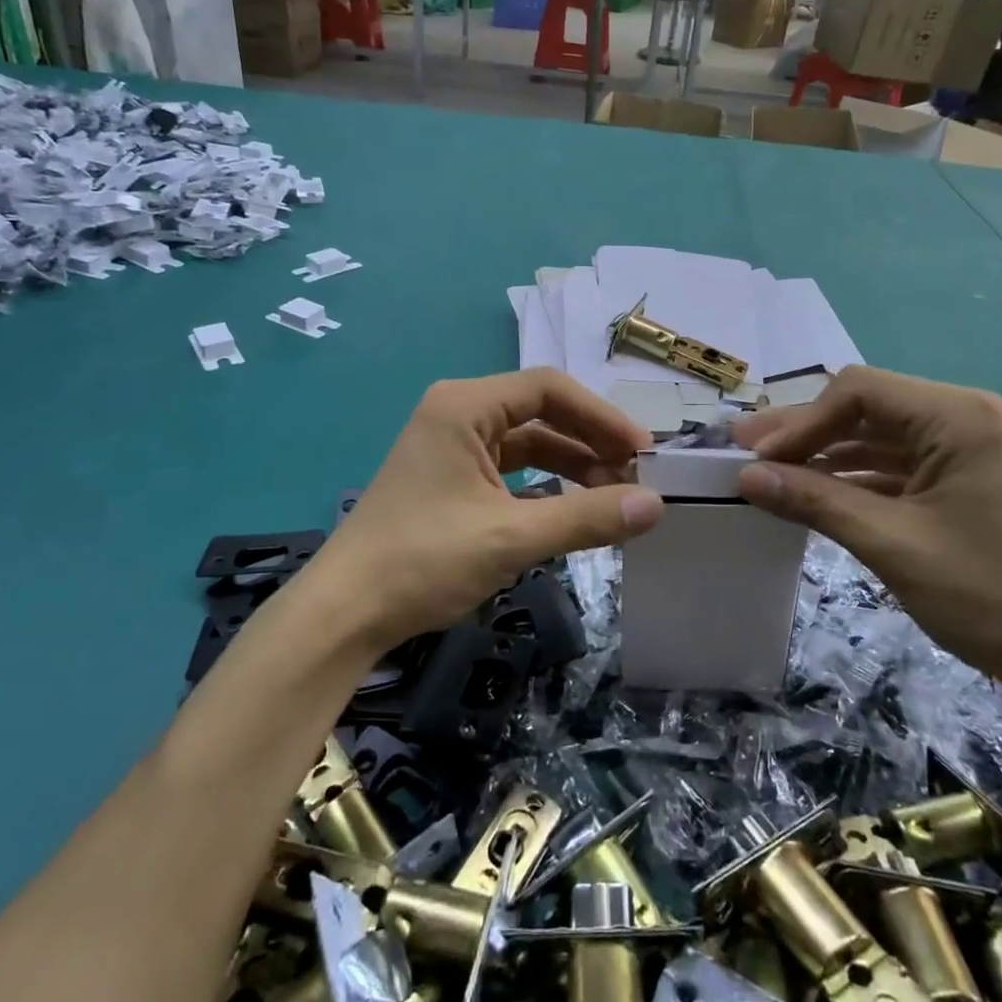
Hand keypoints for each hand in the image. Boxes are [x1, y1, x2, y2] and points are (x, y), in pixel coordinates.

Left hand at [311, 370, 663, 650]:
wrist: (345, 612)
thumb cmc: (424, 562)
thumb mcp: (511, 537)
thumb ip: (586, 518)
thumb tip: (656, 505)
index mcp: (465, 406)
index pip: (550, 389)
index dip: (602, 417)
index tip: (643, 452)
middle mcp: (457, 413)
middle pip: (541, 413)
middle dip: (590, 443)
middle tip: (636, 479)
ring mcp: (450, 446)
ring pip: (527, 443)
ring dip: (571, 466)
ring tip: (613, 499)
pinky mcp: (449, 478)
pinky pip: (509, 470)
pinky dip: (544, 485)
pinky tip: (572, 511)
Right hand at [734, 367, 1001, 701]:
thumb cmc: (991, 596)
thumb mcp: (892, 544)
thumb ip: (815, 501)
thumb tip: (745, 477)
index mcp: (959, 417)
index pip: (859, 391)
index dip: (801, 421)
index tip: (759, 459)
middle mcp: (966, 417)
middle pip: (866, 409)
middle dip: (805, 433)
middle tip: (745, 453)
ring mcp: (969, 449)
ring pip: (878, 438)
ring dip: (825, 456)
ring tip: (769, 473)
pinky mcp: (966, 479)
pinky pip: (897, 465)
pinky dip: (855, 478)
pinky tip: (815, 493)